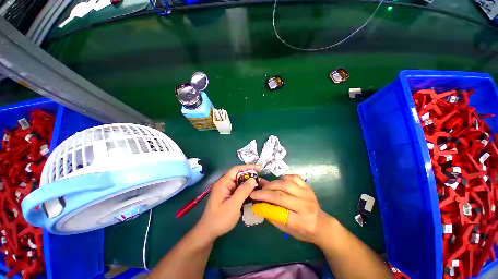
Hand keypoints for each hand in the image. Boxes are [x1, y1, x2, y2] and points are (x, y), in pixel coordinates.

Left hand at [196, 165, 260, 240]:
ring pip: (240, 183)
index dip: (248, 167)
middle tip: (262, 180)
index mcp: (224, 183)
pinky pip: (239, 190)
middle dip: (250, 176)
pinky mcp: (229, 196)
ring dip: (249, 184)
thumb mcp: (233, 205)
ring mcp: (227, 190)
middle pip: (239, 176)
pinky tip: (254, 194)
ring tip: (260, 186)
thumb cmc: (220, 219)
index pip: (236, 169)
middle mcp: (225, 184)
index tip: (259, 168)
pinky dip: (246, 190)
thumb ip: (243, 191)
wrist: (209, 232)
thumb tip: (253, 179)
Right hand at [250, 175, 333, 244]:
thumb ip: (273, 217)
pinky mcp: (307, 186)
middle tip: (255, 191)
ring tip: (265, 186)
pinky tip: (279, 181)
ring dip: (272, 184)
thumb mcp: (288, 230)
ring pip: (286, 184)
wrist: (322, 224)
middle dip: (265, 192)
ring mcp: (307, 194)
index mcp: (301, 222)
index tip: (253, 200)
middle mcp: (305, 206)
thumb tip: (259, 204)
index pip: (279, 211)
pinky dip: (284, 177)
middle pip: (281, 195)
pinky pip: (294, 177)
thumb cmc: (304, 231)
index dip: (264, 204)